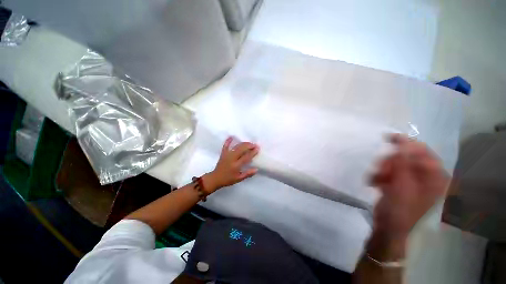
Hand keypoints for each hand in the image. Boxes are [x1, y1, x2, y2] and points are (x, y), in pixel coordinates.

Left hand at [202, 137, 259, 192]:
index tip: (257, 148)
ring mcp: (226, 155)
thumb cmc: (228, 179)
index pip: (246, 157)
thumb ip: (248, 174)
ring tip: (249, 143)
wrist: (215, 178)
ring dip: (243, 143)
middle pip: (241, 149)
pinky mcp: (223, 154)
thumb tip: (256, 169)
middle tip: (254, 145)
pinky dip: (228, 141)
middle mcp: (231, 159)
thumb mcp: (239, 179)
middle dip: (248, 145)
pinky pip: (225, 146)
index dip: (252, 152)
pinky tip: (231, 136)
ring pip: (236, 147)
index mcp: (236, 166)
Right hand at [370, 134, 449, 241]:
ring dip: (382, 169)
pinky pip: (389, 170)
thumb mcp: (402, 185)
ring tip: (376, 180)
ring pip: (395, 163)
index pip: (423, 151)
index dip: (407, 144)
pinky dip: (380, 175)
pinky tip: (376, 183)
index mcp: (435, 177)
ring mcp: (412, 180)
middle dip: (390, 162)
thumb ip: (403, 162)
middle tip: (380, 171)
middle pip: (406, 156)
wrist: (388, 227)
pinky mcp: (400, 183)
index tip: (388, 138)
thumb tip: (403, 140)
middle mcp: (426, 176)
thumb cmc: (399, 209)